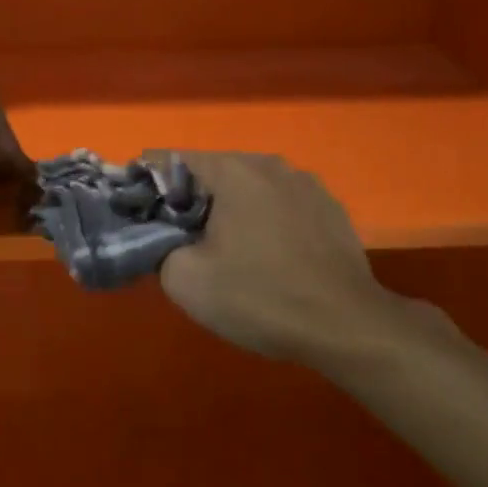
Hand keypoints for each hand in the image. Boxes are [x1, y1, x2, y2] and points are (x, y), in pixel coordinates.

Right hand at [153, 152, 436, 368]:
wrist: (347, 325)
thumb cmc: (260, 297)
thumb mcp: (187, 281)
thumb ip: (158, 248)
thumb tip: (161, 239)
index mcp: (233, 170)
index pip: (169, 161)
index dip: (147, 186)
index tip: (140, 218)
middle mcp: (270, 164)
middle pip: (212, 173)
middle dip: (190, 202)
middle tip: (181, 243)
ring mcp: (307, 184)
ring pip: (250, 188)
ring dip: (230, 212)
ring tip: (228, 253)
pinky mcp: (331, 209)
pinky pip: (282, 206)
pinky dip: (265, 222)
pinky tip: (270, 259)